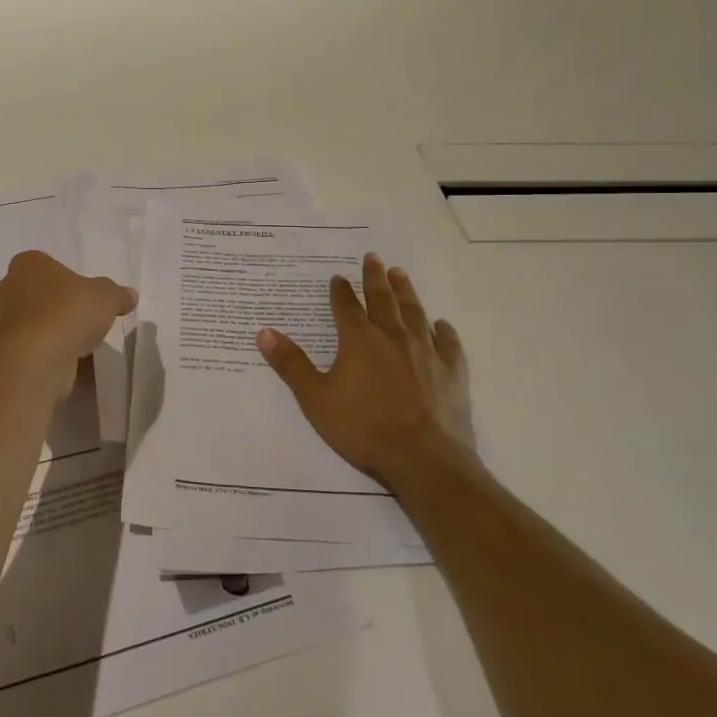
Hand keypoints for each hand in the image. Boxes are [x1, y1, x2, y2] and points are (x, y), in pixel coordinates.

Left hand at [0, 251, 136, 383]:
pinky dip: (50, 353)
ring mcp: (4, 322)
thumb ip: (118, 294)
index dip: (68, 279)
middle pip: (38, 293)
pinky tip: (71, 362)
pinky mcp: (7, 351)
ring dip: (54, 331)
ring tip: (81, 344)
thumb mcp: (107, 296)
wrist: (40, 358)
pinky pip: (35, 347)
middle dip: (58, 305)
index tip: (86, 295)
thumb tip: (129, 295)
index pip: (47, 265)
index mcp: (27, 264)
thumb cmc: (70, 311)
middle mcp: (8, 288)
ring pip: (35, 322)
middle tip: (84, 317)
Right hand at [257, 253, 472, 484]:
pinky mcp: (452, 372)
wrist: (424, 458)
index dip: (340, 291)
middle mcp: (393, 336)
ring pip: (414, 312)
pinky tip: (441, 324)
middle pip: (383, 299)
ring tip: (400, 274)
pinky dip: (443, 330)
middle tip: (373, 258)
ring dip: (406, 292)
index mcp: (359, 340)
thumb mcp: (315, 399)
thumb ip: (291, 364)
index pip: (346, 307)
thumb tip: (264, 332)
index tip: (338, 277)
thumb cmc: (364, 428)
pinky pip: (448, 343)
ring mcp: (427, 352)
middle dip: (375, 278)